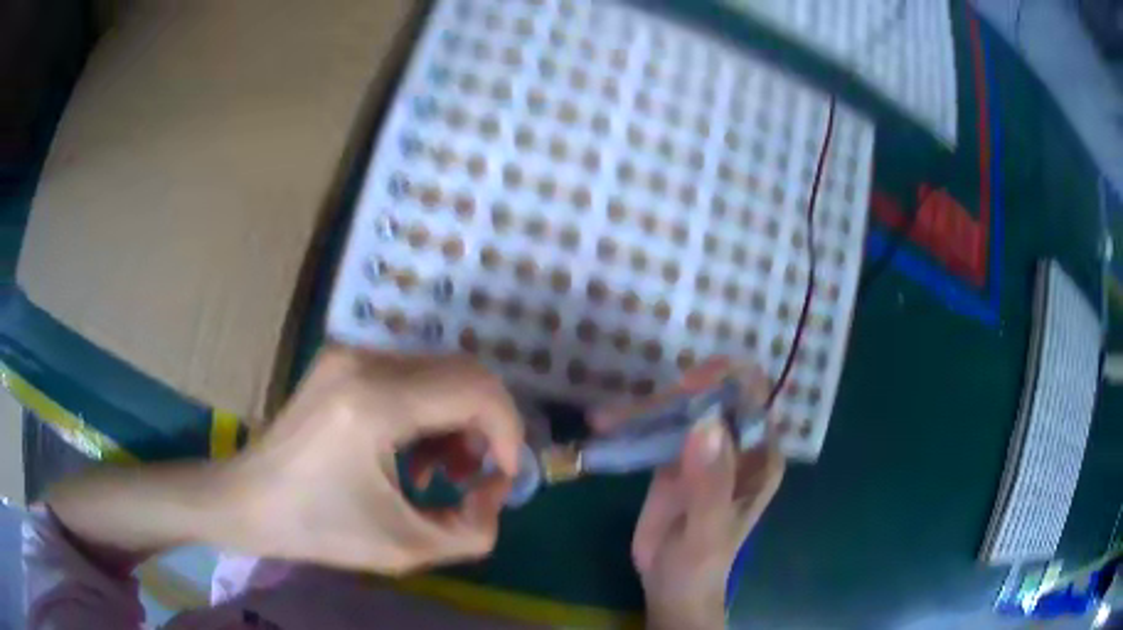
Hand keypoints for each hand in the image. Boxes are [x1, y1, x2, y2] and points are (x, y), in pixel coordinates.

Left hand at [225, 346, 524, 573]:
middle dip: (487, 426)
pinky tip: (412, 453)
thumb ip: (472, 530)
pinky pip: (412, 375)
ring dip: (458, 420)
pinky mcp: (344, 361)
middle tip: (475, 476)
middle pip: (465, 372)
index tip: (503, 477)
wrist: (249, 501)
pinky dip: (430, 412)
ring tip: (440, 471)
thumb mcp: (404, 548)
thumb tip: (494, 491)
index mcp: (375, 402)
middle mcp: (365, 361)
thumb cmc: (319, 528)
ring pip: (441, 372)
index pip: (476, 391)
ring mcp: (351, 355)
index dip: (508, 433)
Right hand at [591, 358, 784, 629]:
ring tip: (605, 419)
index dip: (724, 381)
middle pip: (713, 394)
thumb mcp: (708, 529)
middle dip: (676, 393)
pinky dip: (631, 423)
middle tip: (636, 411)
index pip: (752, 397)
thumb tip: (707, 423)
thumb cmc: (701, 564)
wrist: (670, 586)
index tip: (686, 388)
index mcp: (760, 455)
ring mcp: (704, 447)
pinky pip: (656, 427)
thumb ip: (711, 483)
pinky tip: (604, 423)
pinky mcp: (673, 456)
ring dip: (646, 406)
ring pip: (682, 406)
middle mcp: (736, 443)